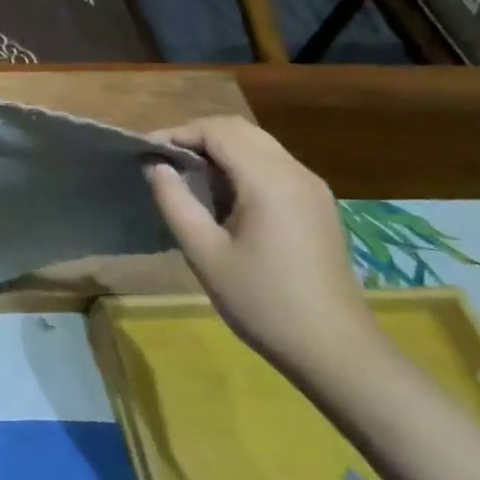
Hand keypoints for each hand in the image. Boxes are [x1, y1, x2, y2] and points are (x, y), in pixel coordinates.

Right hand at [145, 116, 380, 376]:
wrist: (333, 348)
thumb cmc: (261, 301)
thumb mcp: (204, 252)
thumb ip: (174, 201)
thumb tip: (154, 165)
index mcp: (269, 181)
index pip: (218, 130)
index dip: (178, 133)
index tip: (146, 153)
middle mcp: (296, 173)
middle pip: (240, 130)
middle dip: (197, 136)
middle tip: (162, 162)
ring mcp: (312, 188)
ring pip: (258, 145)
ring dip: (219, 150)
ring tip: (185, 178)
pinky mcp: (316, 205)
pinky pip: (273, 166)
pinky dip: (240, 166)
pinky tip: (221, 198)